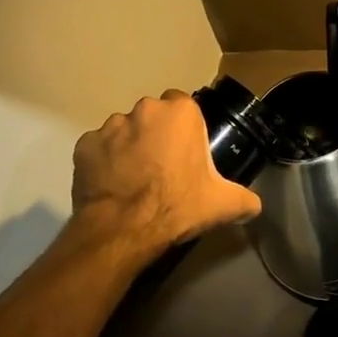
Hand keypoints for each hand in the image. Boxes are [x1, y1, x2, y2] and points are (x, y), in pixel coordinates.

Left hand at [71, 91, 262, 256]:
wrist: (123, 230)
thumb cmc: (178, 206)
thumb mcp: (223, 204)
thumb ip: (245, 199)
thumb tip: (253, 205)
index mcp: (180, 113)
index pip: (185, 106)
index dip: (185, 129)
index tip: (187, 152)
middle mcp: (144, 109)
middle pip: (153, 116)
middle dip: (156, 135)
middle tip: (163, 167)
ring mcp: (110, 126)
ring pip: (124, 130)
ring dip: (129, 147)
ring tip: (134, 179)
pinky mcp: (84, 145)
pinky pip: (98, 149)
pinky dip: (104, 162)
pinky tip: (112, 185)